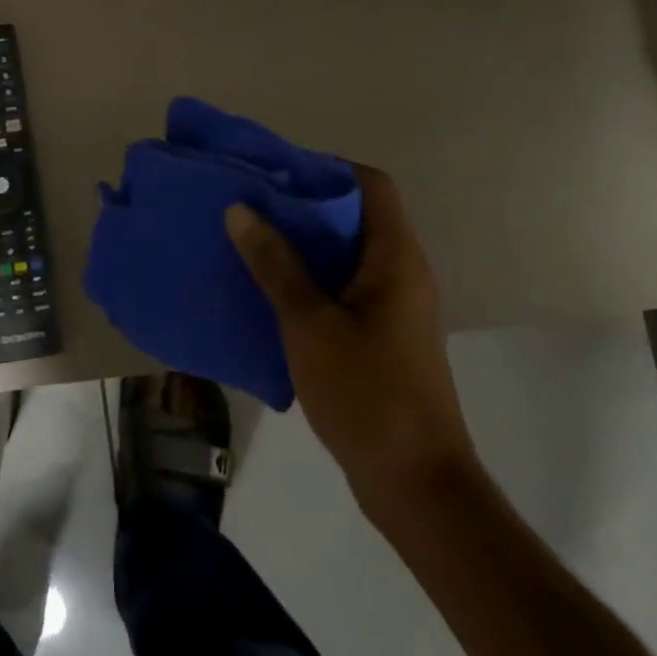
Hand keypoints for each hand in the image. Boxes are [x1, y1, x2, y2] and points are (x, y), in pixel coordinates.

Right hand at [226, 166, 480, 525]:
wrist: (416, 486)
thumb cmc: (367, 395)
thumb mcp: (309, 324)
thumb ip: (275, 264)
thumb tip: (240, 209)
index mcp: (395, 258)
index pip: (371, 184)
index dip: (326, 169)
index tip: (276, 174)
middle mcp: (401, 273)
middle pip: (355, 215)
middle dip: (302, 204)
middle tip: (249, 204)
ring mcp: (393, 307)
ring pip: (345, 253)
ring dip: (301, 243)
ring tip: (249, 240)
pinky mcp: (381, 336)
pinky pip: (341, 287)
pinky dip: (307, 278)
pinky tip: (267, 291)